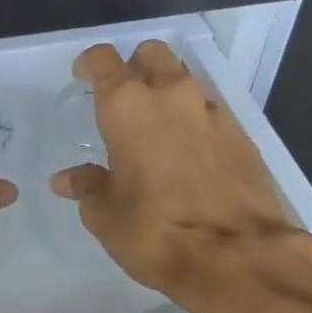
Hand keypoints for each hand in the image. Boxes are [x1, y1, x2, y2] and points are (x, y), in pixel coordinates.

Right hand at [52, 41, 311, 312]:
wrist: (239, 257)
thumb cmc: (156, 232)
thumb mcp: (106, 217)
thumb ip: (88, 187)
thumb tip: (69, 179)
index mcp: (128, 106)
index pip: (103, 60)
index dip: (90, 65)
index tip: (83, 79)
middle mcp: (171, 96)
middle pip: (152, 55)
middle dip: (135, 67)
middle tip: (124, 99)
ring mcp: (212, 113)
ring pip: (185, 81)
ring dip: (168, 94)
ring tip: (158, 130)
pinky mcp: (242, 136)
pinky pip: (210, 113)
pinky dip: (195, 123)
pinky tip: (190, 155)